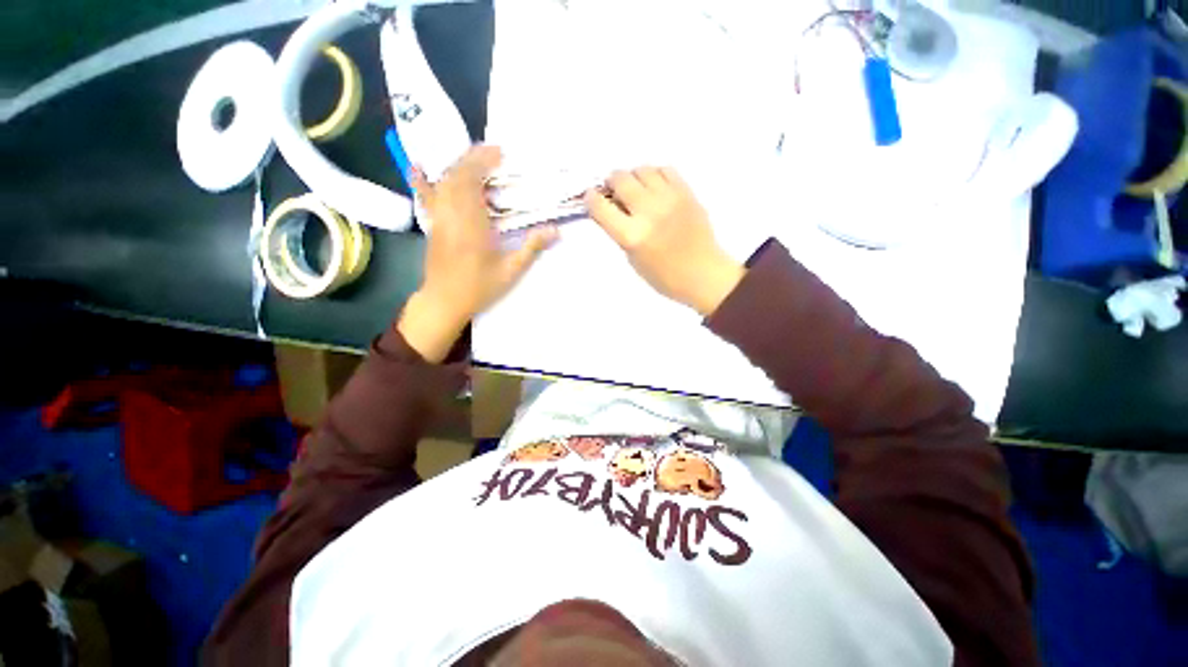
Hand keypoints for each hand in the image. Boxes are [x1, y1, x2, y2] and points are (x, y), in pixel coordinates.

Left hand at [398, 145, 556, 361]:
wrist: (445, 301)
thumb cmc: (479, 287)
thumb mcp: (511, 270)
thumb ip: (531, 248)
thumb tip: (556, 230)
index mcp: (472, 224)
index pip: (472, 181)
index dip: (483, 162)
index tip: (500, 153)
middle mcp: (451, 215)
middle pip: (457, 175)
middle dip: (473, 158)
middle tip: (494, 152)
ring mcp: (438, 218)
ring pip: (443, 182)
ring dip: (458, 166)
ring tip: (476, 160)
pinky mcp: (432, 224)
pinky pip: (426, 197)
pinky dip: (424, 181)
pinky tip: (419, 168)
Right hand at [585, 167, 743, 315]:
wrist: (703, 274)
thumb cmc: (664, 276)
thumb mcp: (633, 259)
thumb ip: (620, 232)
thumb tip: (611, 208)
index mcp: (632, 236)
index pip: (600, 207)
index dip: (591, 199)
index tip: (591, 197)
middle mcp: (648, 213)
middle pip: (620, 179)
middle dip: (611, 183)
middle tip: (614, 192)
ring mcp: (670, 199)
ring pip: (642, 169)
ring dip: (633, 177)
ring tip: (636, 190)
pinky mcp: (687, 193)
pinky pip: (665, 170)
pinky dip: (655, 175)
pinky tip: (655, 188)